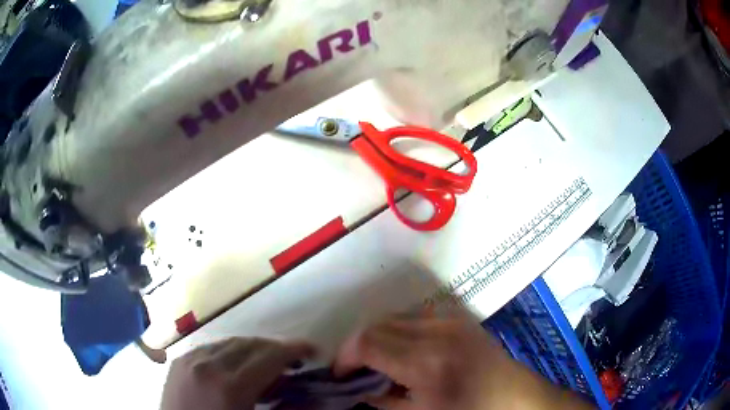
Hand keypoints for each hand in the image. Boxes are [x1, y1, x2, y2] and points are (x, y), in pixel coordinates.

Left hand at [161, 337, 312, 409]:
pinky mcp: (178, 361)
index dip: (294, 349)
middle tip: (291, 360)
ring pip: (229, 342)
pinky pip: (209, 347)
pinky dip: (229, 351)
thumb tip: (310, 396)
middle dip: (275, 348)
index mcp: (230, 386)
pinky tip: (234, 364)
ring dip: (252, 349)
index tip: (312, 349)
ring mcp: (189, 360)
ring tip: (264, 362)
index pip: (269, 356)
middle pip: (250, 344)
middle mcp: (207, 365)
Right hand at [333, 312, 592, 409]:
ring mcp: (450, 321)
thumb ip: (385, 403)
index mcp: (424, 363)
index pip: (368, 342)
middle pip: (378, 325)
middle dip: (358, 346)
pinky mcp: (459, 318)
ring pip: (395, 317)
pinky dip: (400, 330)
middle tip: (356, 368)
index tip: (340, 372)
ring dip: (379, 336)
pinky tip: (405, 349)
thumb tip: (359, 392)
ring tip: (379, 359)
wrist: (514, 396)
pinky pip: (417, 316)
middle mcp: (435, 333)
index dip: (346, 355)